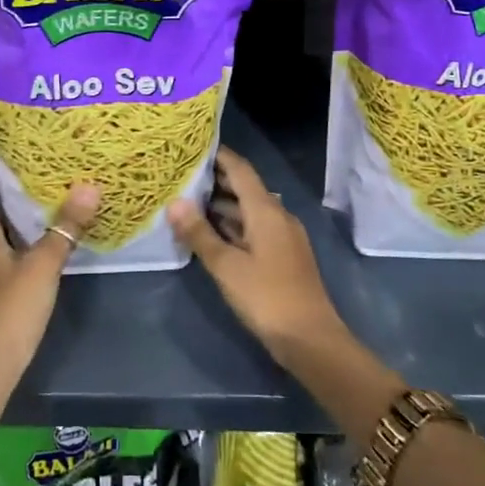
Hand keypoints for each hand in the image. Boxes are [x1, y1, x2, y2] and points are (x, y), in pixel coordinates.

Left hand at [0, 160, 99, 365]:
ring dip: (11, 208)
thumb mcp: (44, 264)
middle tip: (39, 162)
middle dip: (6, 180)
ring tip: (44, 192)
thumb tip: (89, 187)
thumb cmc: (10, 307)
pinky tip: (39, 234)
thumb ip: (66, 226)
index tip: (10, 140)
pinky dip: (13, 233)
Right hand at [168, 147, 344, 361]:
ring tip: (188, 202)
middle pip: (245, 188)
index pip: (240, 170)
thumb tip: (174, 202)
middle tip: (182, 174)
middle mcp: (278, 216)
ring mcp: (283, 237)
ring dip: (223, 205)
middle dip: (216, 180)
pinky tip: (212, 234)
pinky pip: (255, 228)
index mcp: (266, 211)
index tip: (193, 146)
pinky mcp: (284, 256)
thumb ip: (199, 233)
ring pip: (250, 210)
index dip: (218, 155)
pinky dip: (233, 225)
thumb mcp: (226, 266)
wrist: (310, 339)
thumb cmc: (266, 297)